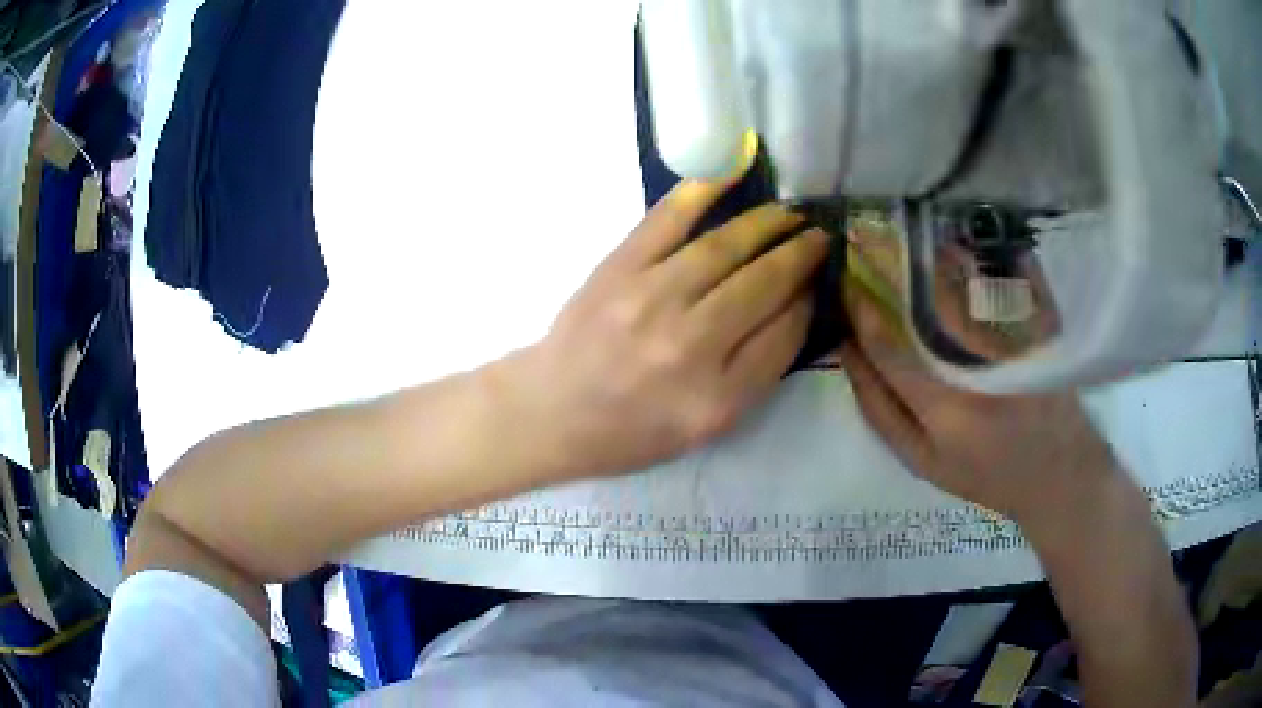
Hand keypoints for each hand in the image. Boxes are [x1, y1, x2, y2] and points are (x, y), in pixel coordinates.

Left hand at [518, 178, 827, 476]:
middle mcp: (688, 346)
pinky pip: (669, 218)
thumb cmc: (633, 428)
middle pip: (762, 285)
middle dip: (800, 254)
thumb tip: (797, 305)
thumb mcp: (706, 426)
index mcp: (715, 398)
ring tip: (792, 212)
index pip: (784, 336)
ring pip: (726, 247)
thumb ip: (757, 371)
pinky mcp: (618, 268)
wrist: (553, 410)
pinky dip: (705, 188)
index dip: (809, 301)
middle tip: (821, 235)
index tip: (821, 280)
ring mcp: (649, 299)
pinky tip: (736, 169)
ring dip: (768, 223)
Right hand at [840, 225, 1119, 525]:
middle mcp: (980, 370)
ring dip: (937, 254)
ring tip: (913, 237)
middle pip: (929, 304)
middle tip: (869, 242)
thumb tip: (848, 356)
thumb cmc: (987, 475)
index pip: (890, 350)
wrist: (1059, 473)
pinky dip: (990, 255)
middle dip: (893, 268)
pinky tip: (970, 242)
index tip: (845, 285)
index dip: (862, 314)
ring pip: (969, 284)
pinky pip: (1014, 280)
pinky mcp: (1044, 328)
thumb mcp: (924, 463)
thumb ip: (882, 413)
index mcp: (945, 410)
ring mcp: (1017, 344)